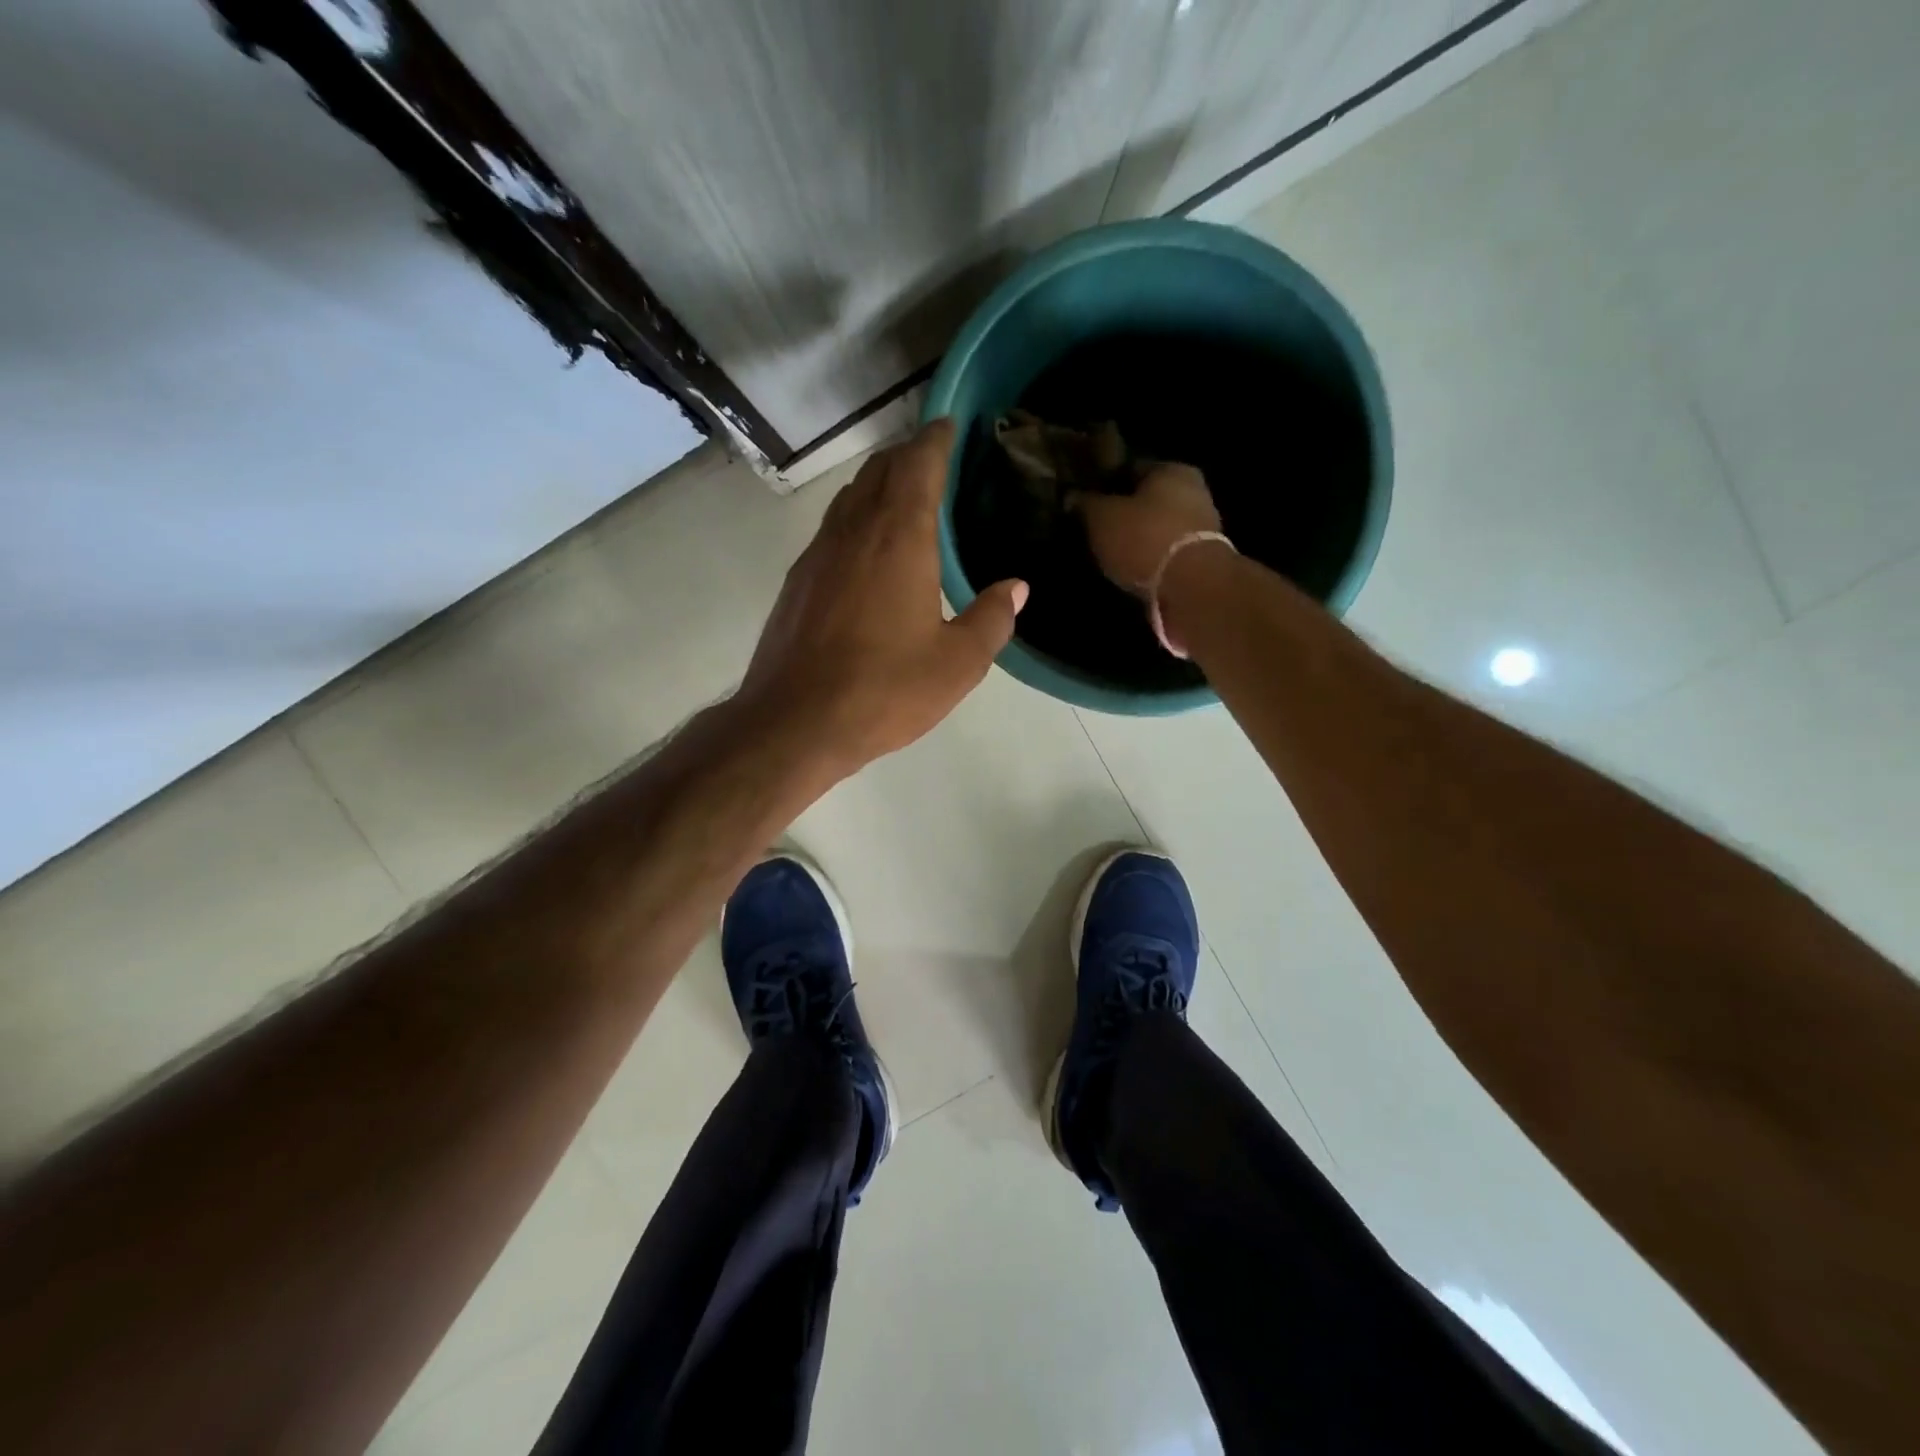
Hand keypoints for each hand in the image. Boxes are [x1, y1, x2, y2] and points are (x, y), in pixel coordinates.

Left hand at [738, 419, 1027, 778]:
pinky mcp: (798, 581)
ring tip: (907, 499)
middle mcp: (854, 531)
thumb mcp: (957, 664)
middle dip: (909, 456)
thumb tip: (1016, 587)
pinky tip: (870, 550)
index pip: (918, 463)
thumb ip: (992, 619)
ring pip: (851, 497)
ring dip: (879, 485)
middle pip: (880, 470)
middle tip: (937, 461)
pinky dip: (858, 519)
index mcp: (899, 537)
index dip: (936, 438)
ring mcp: (818, 554)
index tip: (952, 425)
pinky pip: (833, 528)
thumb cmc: (884, 690)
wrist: (794, 723)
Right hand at [1075, 463, 1221, 592]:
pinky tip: (1131, 571)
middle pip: (1148, 500)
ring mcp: (1202, 527)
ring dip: (1138, 539)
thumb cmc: (1144, 539)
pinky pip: (1166, 554)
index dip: (1106, 483)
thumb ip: (1086, 504)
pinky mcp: (1201, 560)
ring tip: (1110, 554)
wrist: (1191, 587)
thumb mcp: (1102, 517)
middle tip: (1096, 530)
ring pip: (1158, 528)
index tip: (1087, 500)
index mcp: (1171, 469)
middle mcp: (1193, 491)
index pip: (1131, 468)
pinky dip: (1150, 560)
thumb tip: (1072, 496)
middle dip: (1124, 513)